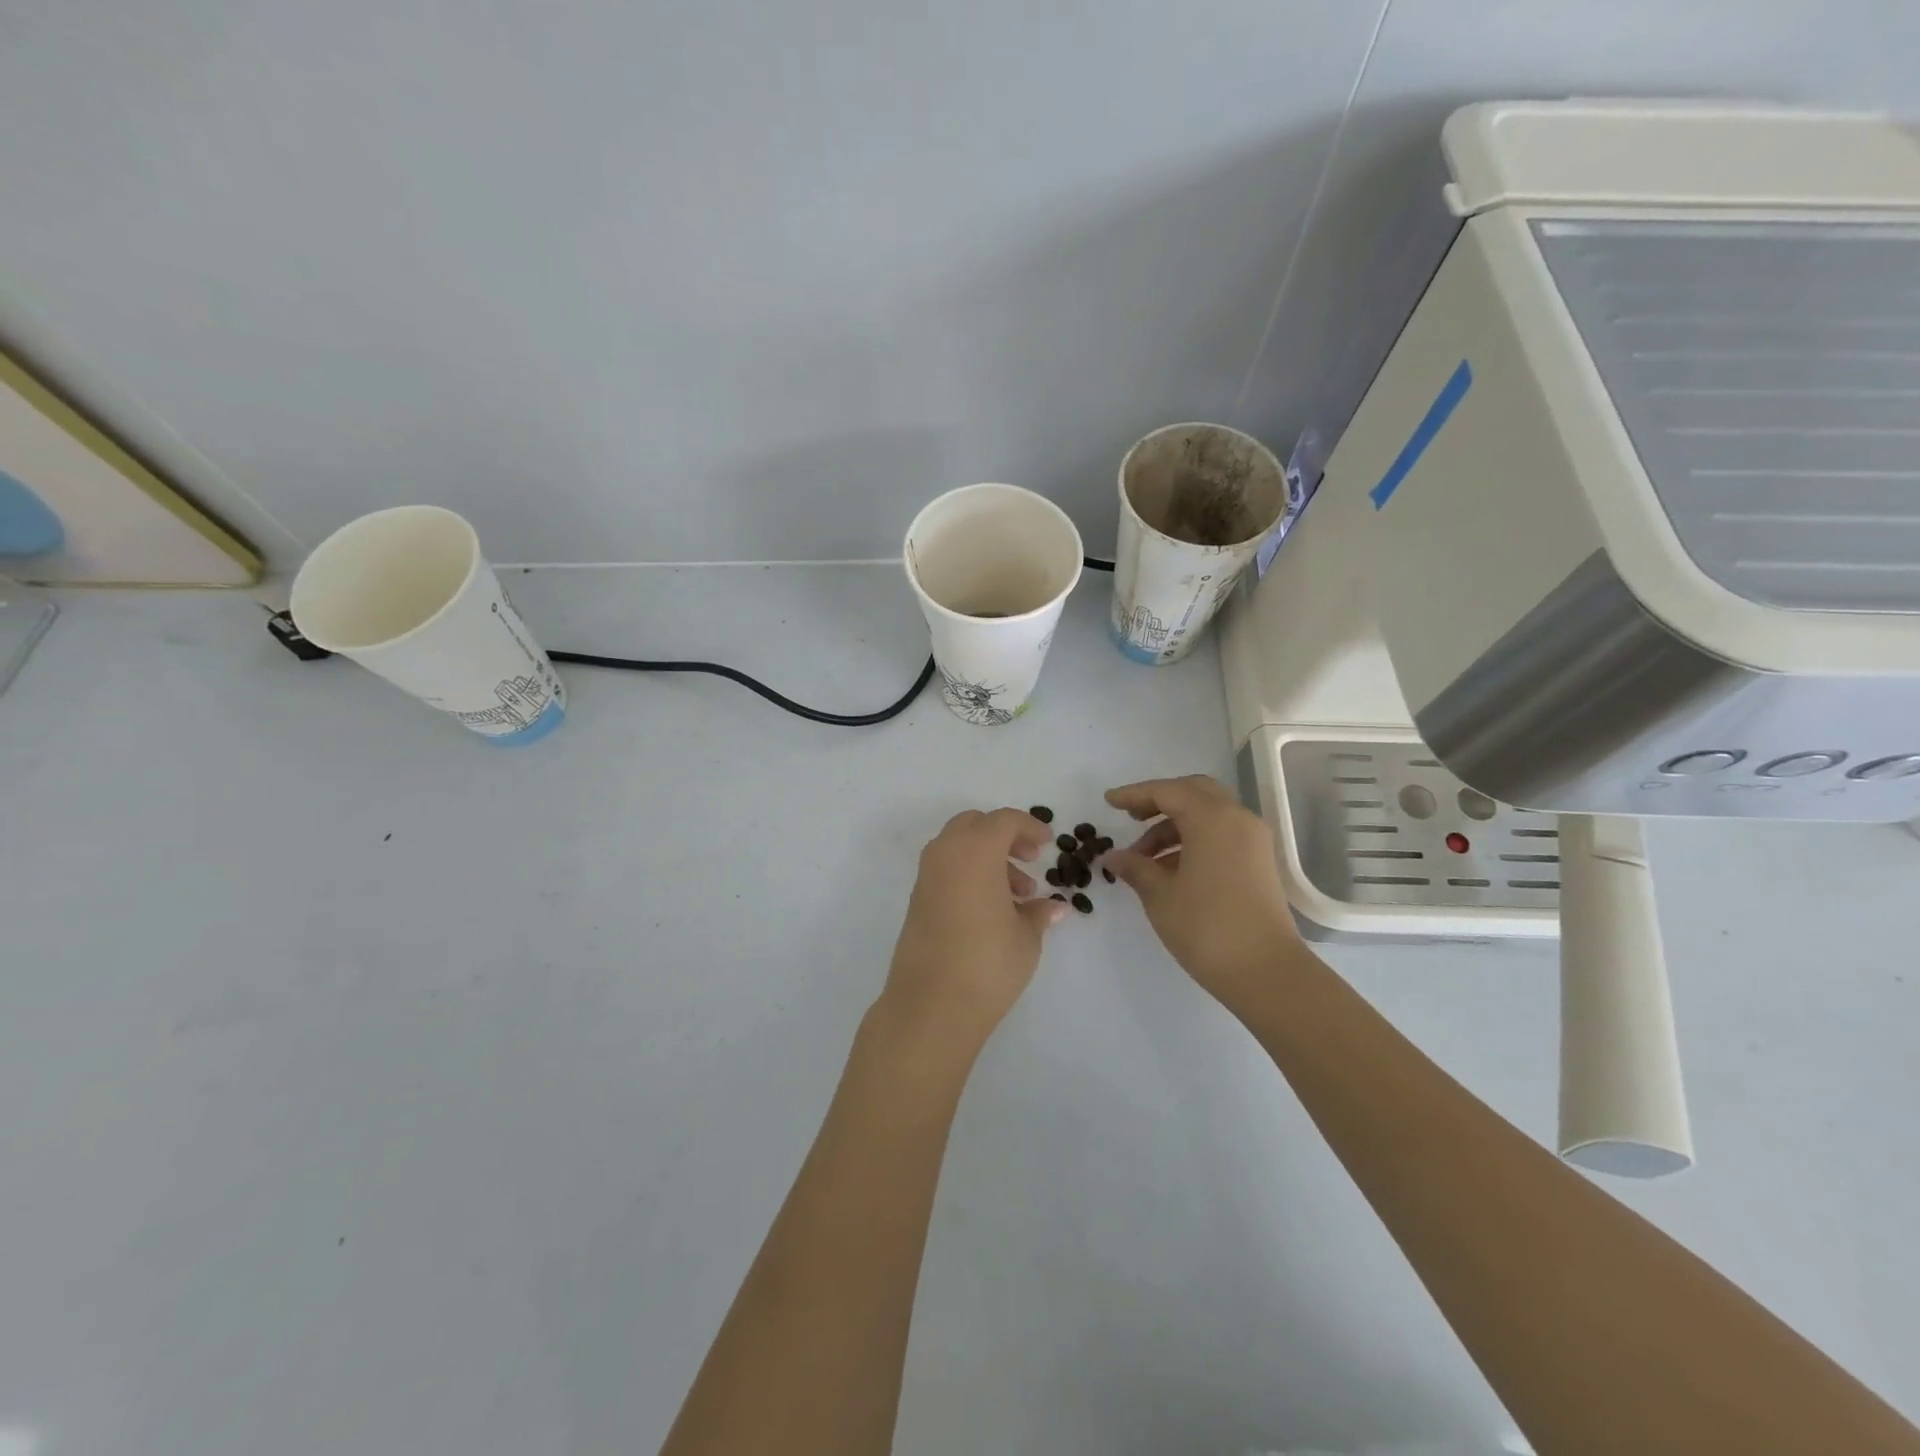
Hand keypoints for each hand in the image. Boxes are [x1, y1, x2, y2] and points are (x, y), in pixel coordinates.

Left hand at [878, 808, 1066, 1053]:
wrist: (930, 1006)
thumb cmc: (988, 962)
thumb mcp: (1026, 937)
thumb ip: (1039, 912)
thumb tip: (1054, 907)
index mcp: (975, 850)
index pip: (1003, 820)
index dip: (1029, 826)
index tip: (1048, 843)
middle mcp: (945, 854)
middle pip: (975, 825)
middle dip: (1004, 836)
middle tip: (1030, 860)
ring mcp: (926, 877)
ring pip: (958, 847)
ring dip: (988, 858)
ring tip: (1018, 896)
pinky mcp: (916, 901)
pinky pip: (946, 869)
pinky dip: (969, 874)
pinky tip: (992, 910)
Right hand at [1104, 775, 1301, 1003]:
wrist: (1266, 972)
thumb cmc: (1206, 928)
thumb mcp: (1160, 895)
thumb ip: (1135, 867)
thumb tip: (1113, 856)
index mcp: (1212, 819)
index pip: (1167, 791)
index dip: (1135, 794)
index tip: (1108, 802)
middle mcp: (1237, 819)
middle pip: (1193, 792)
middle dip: (1159, 801)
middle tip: (1131, 817)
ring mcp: (1252, 840)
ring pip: (1208, 814)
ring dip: (1174, 826)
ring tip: (1144, 857)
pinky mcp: (1258, 862)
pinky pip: (1221, 834)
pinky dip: (1194, 839)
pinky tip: (1171, 868)